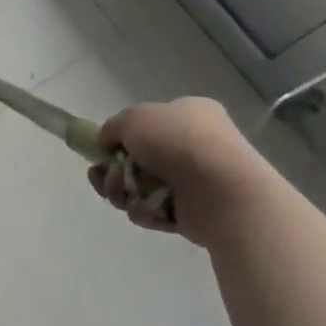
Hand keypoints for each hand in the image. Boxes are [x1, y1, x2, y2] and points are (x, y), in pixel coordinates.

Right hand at [89, 97, 267, 246]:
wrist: (222, 192)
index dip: (121, 137)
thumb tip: (107, 142)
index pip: (146, 123)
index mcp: (188, 113)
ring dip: (123, 191)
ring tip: (123, 195)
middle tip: (104, 178)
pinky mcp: (194, 212)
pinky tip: (147, 210)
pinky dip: (146, 211)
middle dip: (114, 170)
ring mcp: (196, 179)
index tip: (103, 150)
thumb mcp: (133, 118)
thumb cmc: (178, 143)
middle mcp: (194, 144)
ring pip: (142, 186)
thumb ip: (113, 127)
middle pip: (137, 158)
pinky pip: (157, 210)